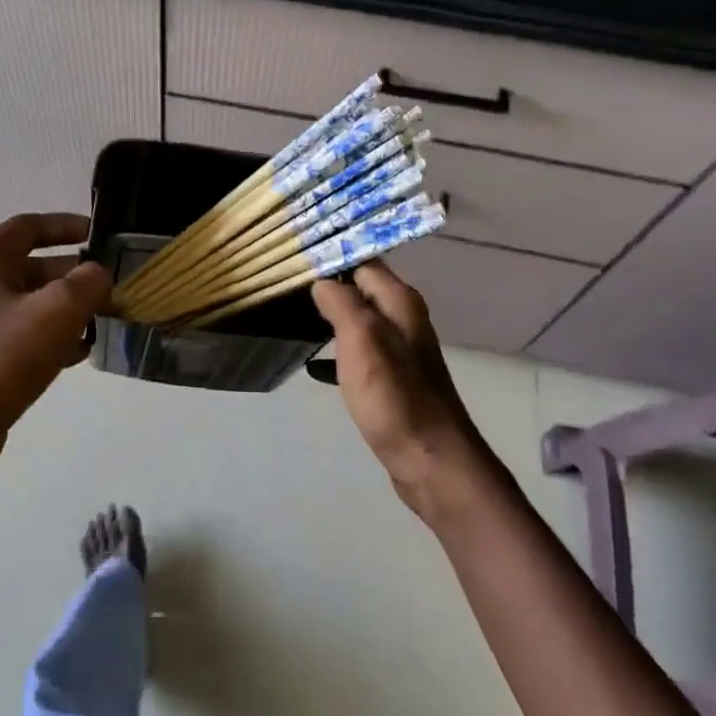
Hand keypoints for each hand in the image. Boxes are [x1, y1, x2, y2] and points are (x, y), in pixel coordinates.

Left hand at [0, 213, 111, 456]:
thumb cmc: (5, 357)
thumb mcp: (59, 311)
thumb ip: (88, 282)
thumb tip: (99, 275)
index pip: (30, 226)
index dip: (68, 226)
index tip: (99, 236)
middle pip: (29, 266)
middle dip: (72, 277)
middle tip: (107, 289)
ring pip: (24, 301)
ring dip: (62, 308)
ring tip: (97, 323)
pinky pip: (14, 330)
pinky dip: (44, 334)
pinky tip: (74, 354)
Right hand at [312, 263, 502, 521]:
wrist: (428, 458)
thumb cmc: (393, 395)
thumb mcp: (361, 339)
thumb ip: (341, 302)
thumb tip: (323, 280)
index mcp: (399, 301)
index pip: (363, 260)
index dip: (331, 256)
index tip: (295, 257)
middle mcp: (403, 318)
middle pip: (360, 288)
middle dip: (327, 286)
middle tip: (286, 287)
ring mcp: (399, 350)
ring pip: (358, 320)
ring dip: (330, 317)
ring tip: (292, 317)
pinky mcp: (392, 378)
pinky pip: (359, 352)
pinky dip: (337, 351)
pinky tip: (314, 364)